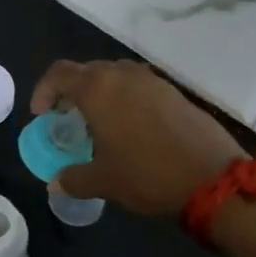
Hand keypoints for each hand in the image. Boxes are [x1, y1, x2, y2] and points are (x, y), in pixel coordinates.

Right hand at [32, 60, 247, 215]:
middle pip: (87, 72)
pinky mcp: (173, 91)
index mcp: (97, 88)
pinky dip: (126, 100)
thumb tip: (55, 183)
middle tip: (68, 119)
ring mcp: (151, 80)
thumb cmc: (147, 174)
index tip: (42, 115)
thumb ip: (73, 179)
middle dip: (72, 92)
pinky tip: (131, 129)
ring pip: (115, 77)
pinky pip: (139, 87)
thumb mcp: (103, 181)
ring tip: (99, 124)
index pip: (59, 74)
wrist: (213, 177)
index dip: (44, 91)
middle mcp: (122, 75)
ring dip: (101, 94)